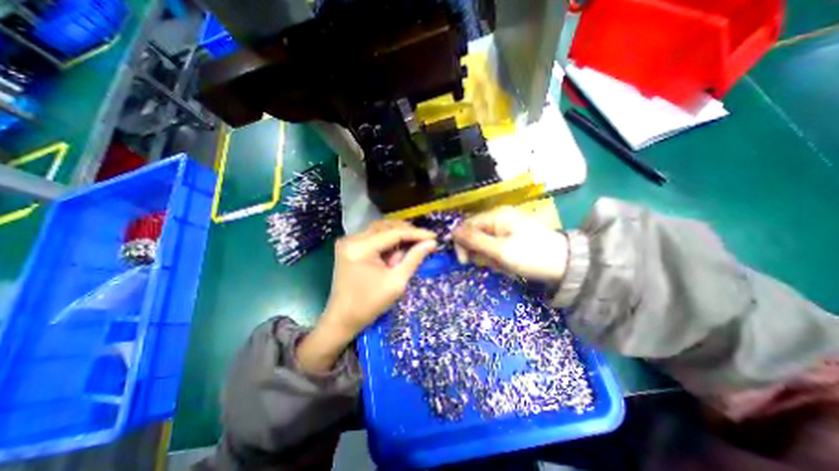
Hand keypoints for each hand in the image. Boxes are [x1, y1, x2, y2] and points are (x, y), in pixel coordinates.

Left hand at [295, 220, 440, 373]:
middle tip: (424, 243)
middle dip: (406, 234)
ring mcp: (348, 241)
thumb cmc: (369, 305)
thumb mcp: (396, 282)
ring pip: (381, 230)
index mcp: (361, 248)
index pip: (394, 233)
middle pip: (386, 226)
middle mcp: (352, 238)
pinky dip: (387, 243)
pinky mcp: (349, 246)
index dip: (416, 233)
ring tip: (407, 254)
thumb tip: (431, 243)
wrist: (342, 319)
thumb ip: (414, 259)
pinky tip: (394, 256)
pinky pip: (374, 237)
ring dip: (397, 239)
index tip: (434, 236)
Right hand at [453, 206, 569, 282]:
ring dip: (490, 257)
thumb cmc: (531, 256)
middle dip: (479, 252)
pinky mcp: (513, 235)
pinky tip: (509, 265)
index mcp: (495, 216)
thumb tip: (452, 232)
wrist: (566, 263)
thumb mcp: (500, 251)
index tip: (465, 262)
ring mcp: (507, 226)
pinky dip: (499, 257)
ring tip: (504, 266)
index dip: (461, 243)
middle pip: (475, 234)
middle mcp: (499, 217)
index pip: (466, 226)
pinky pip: (496, 246)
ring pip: (484, 242)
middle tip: (491, 265)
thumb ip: (474, 240)